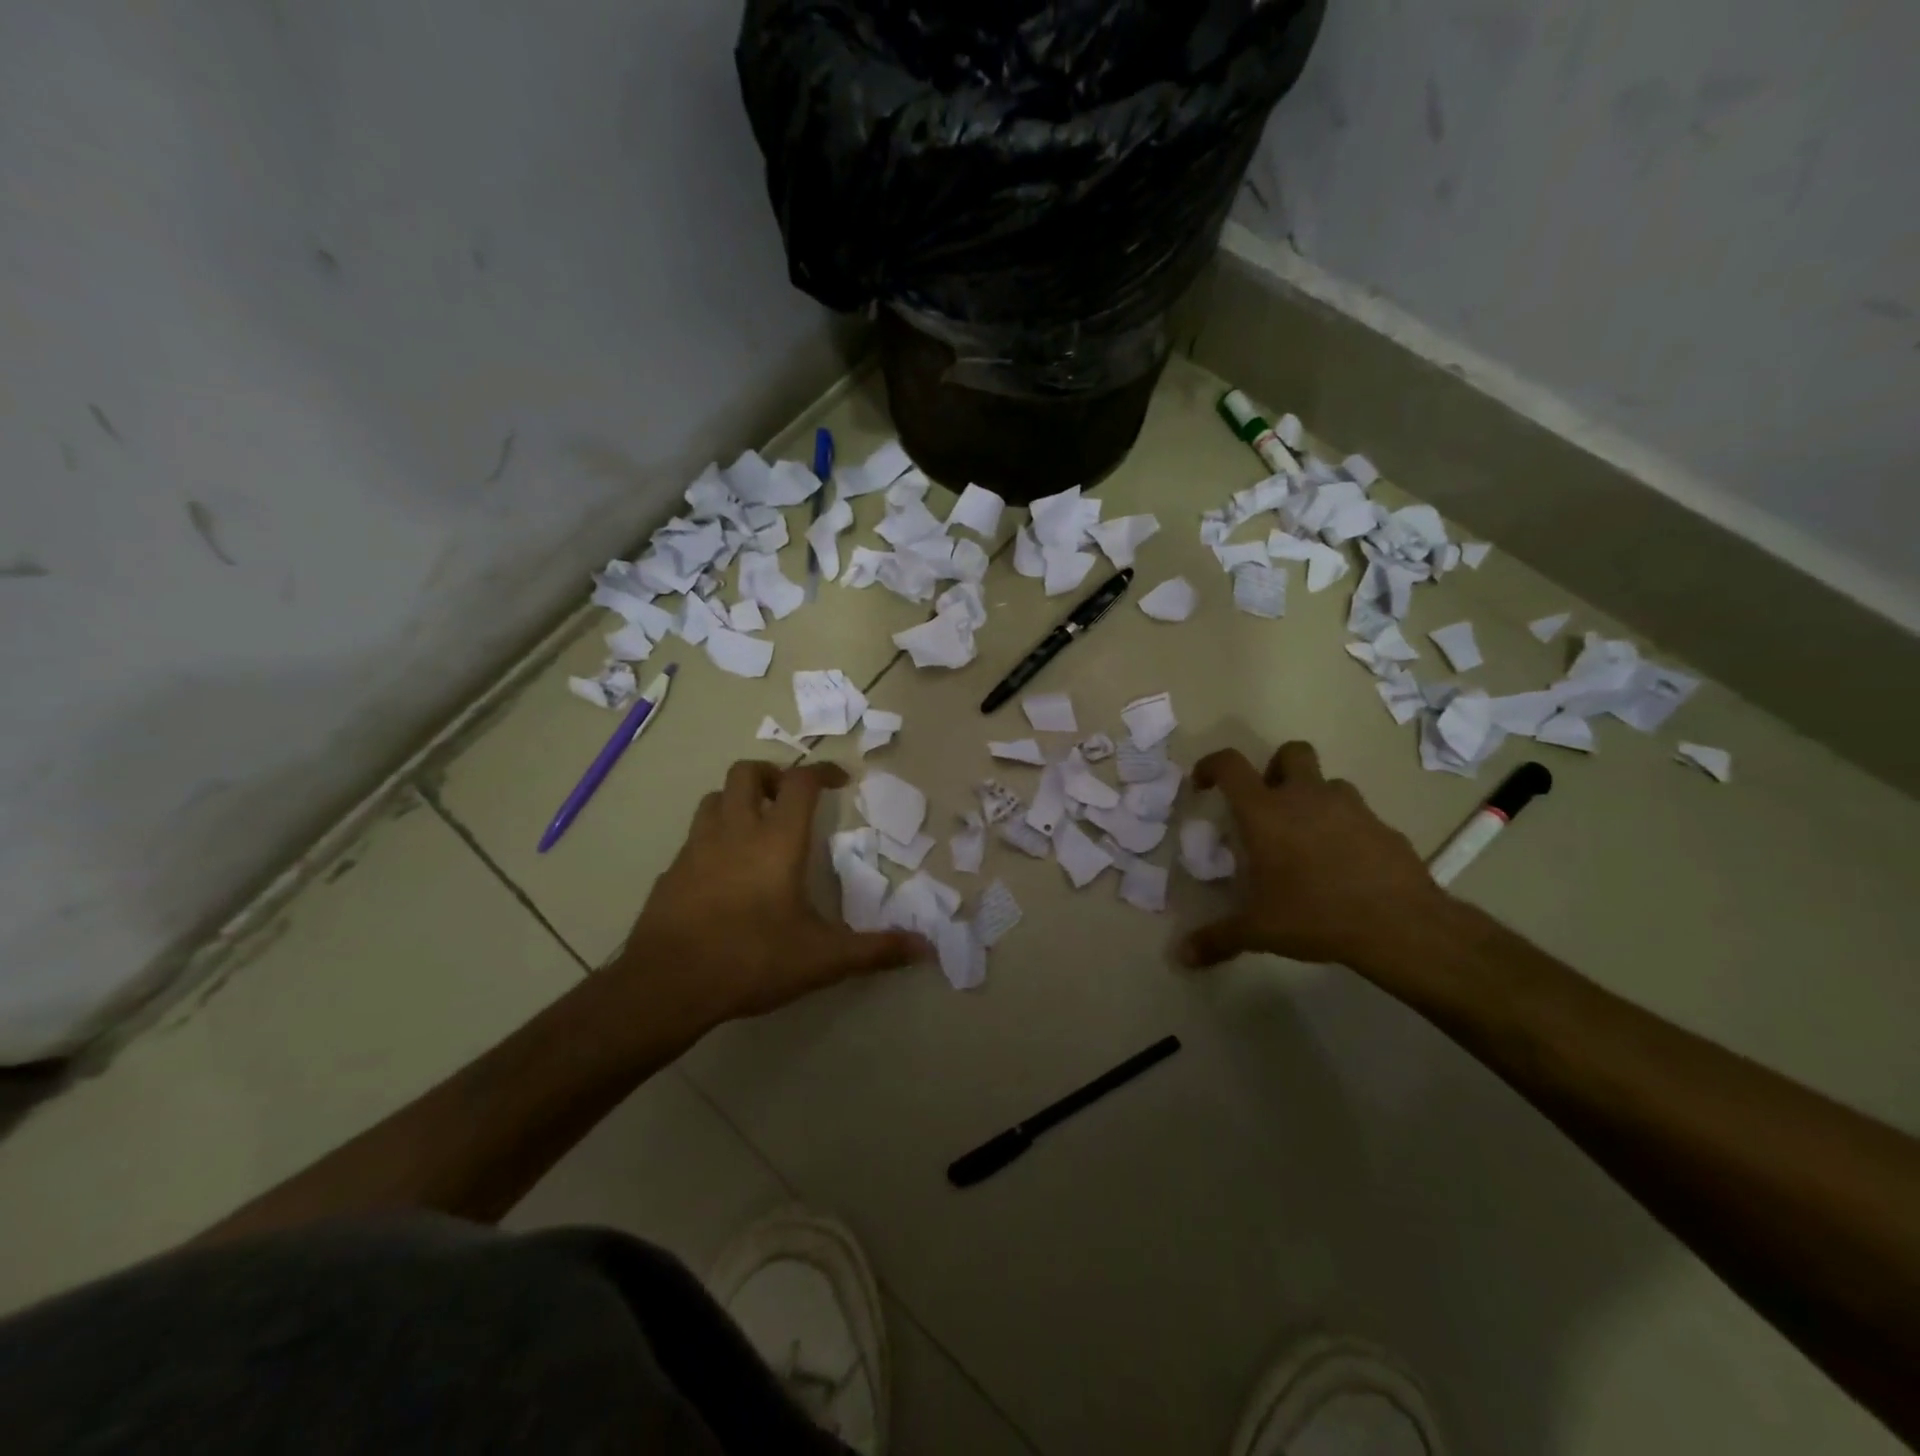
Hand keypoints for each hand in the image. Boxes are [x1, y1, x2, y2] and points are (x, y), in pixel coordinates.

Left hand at [613, 760, 928, 1022]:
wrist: (666, 986)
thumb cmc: (751, 959)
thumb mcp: (822, 959)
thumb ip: (875, 950)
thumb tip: (927, 949)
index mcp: (776, 840)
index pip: (801, 783)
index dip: (823, 771)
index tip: (840, 780)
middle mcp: (734, 831)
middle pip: (746, 773)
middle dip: (771, 773)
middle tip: (790, 797)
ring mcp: (695, 849)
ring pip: (713, 799)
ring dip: (736, 800)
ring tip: (756, 826)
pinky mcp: (670, 873)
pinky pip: (693, 838)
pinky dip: (713, 838)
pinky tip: (723, 872)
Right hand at [1178, 741, 1452, 969]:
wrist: (1400, 924)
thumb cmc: (1315, 915)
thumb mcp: (1258, 930)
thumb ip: (1217, 938)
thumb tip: (1182, 957)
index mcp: (1266, 811)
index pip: (1230, 765)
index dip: (1211, 765)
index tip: (1204, 784)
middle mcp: (1306, 797)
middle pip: (1290, 752)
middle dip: (1275, 768)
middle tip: (1268, 804)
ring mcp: (1350, 807)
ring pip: (1328, 783)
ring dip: (1313, 798)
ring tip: (1307, 838)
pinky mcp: (1384, 827)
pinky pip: (1358, 815)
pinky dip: (1345, 828)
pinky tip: (1344, 865)